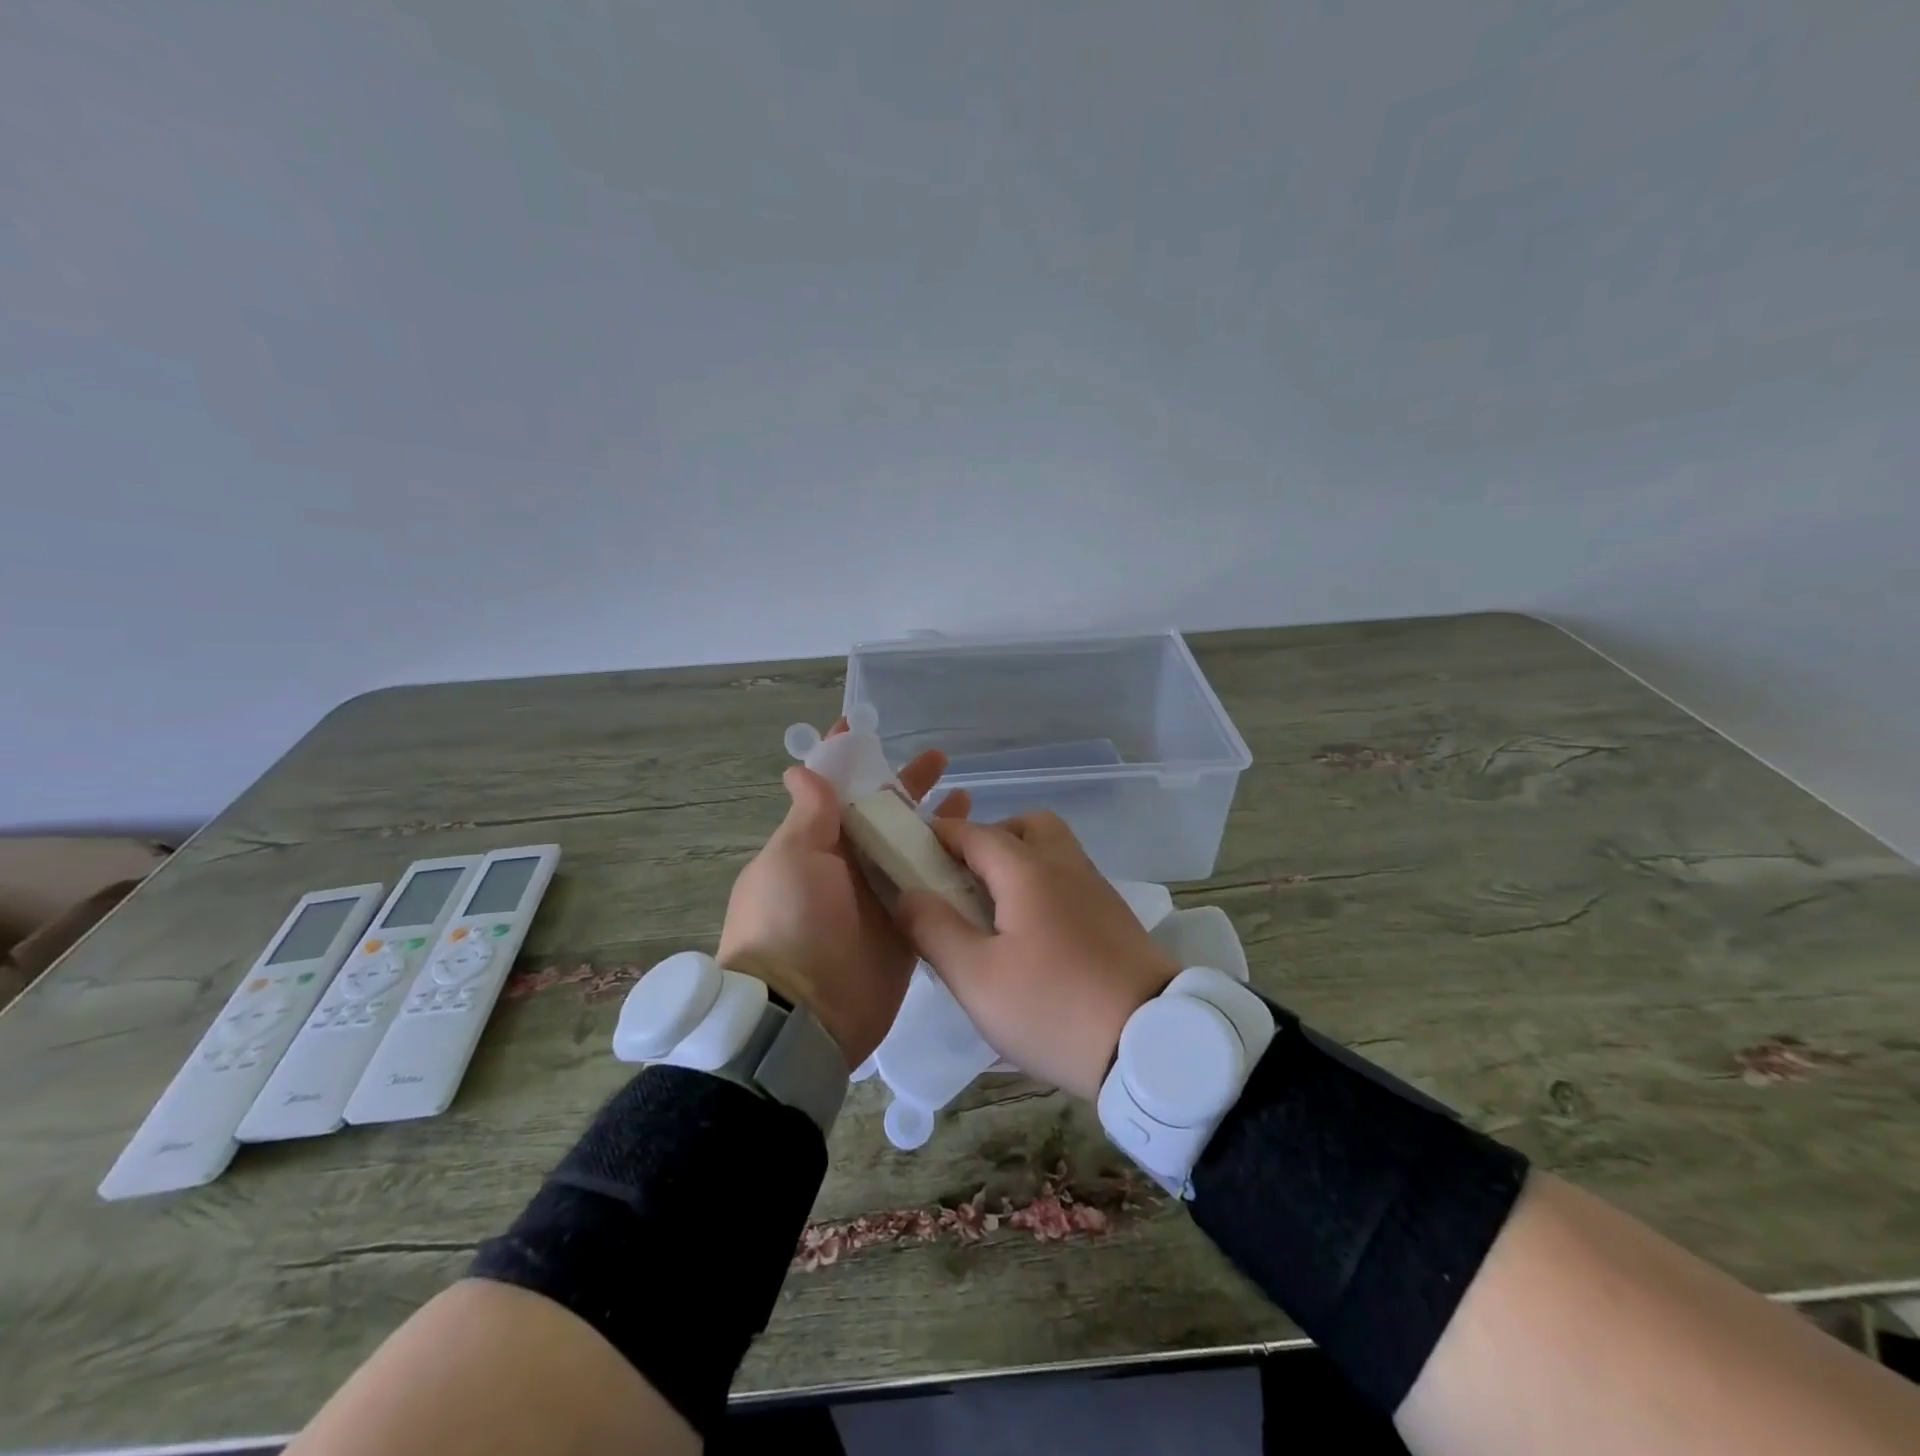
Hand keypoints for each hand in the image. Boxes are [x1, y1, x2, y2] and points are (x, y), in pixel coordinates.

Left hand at [717, 725, 968, 1069]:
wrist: (804, 1015)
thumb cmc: (790, 923)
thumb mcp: (791, 859)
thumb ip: (809, 816)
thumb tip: (801, 770)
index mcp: (814, 846)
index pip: (833, 791)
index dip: (847, 758)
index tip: (863, 725)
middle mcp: (847, 867)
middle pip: (883, 816)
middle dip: (906, 785)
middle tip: (938, 758)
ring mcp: (879, 898)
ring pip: (911, 849)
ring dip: (934, 822)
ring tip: (966, 795)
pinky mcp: (908, 928)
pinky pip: (931, 889)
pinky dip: (950, 867)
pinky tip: (978, 847)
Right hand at [893, 811, 1179, 1099]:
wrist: (1152, 1044)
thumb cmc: (1053, 1007)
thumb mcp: (977, 978)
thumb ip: (934, 929)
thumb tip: (906, 893)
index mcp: (1028, 871)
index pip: (973, 832)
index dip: (936, 835)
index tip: (908, 851)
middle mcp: (1065, 866)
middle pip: (1025, 826)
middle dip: (988, 839)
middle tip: (962, 881)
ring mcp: (1096, 888)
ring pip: (1053, 850)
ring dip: (1018, 861)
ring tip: (993, 911)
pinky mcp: (1114, 916)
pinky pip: (1069, 879)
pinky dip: (1043, 885)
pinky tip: (1030, 932)